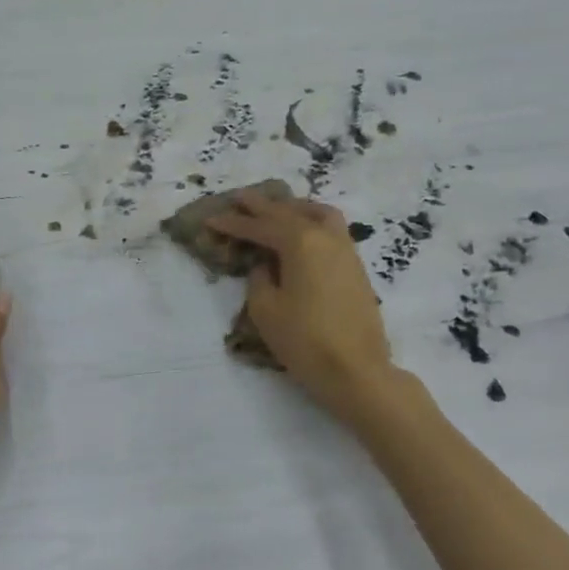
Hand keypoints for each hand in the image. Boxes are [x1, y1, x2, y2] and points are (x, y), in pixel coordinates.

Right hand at [207, 191, 396, 418]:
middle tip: (238, 198)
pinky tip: (302, 232)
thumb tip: (265, 265)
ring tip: (276, 209)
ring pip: (317, 213)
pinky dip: (312, 221)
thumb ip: (259, 279)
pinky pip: (331, 229)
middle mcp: (325, 236)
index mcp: (300, 242)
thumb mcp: (266, 310)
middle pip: (288, 212)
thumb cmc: (305, 340)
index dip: (234, 223)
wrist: (357, 370)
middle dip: (261, 206)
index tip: (211, 220)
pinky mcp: (355, 267)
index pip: (260, 226)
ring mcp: (346, 249)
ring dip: (293, 207)